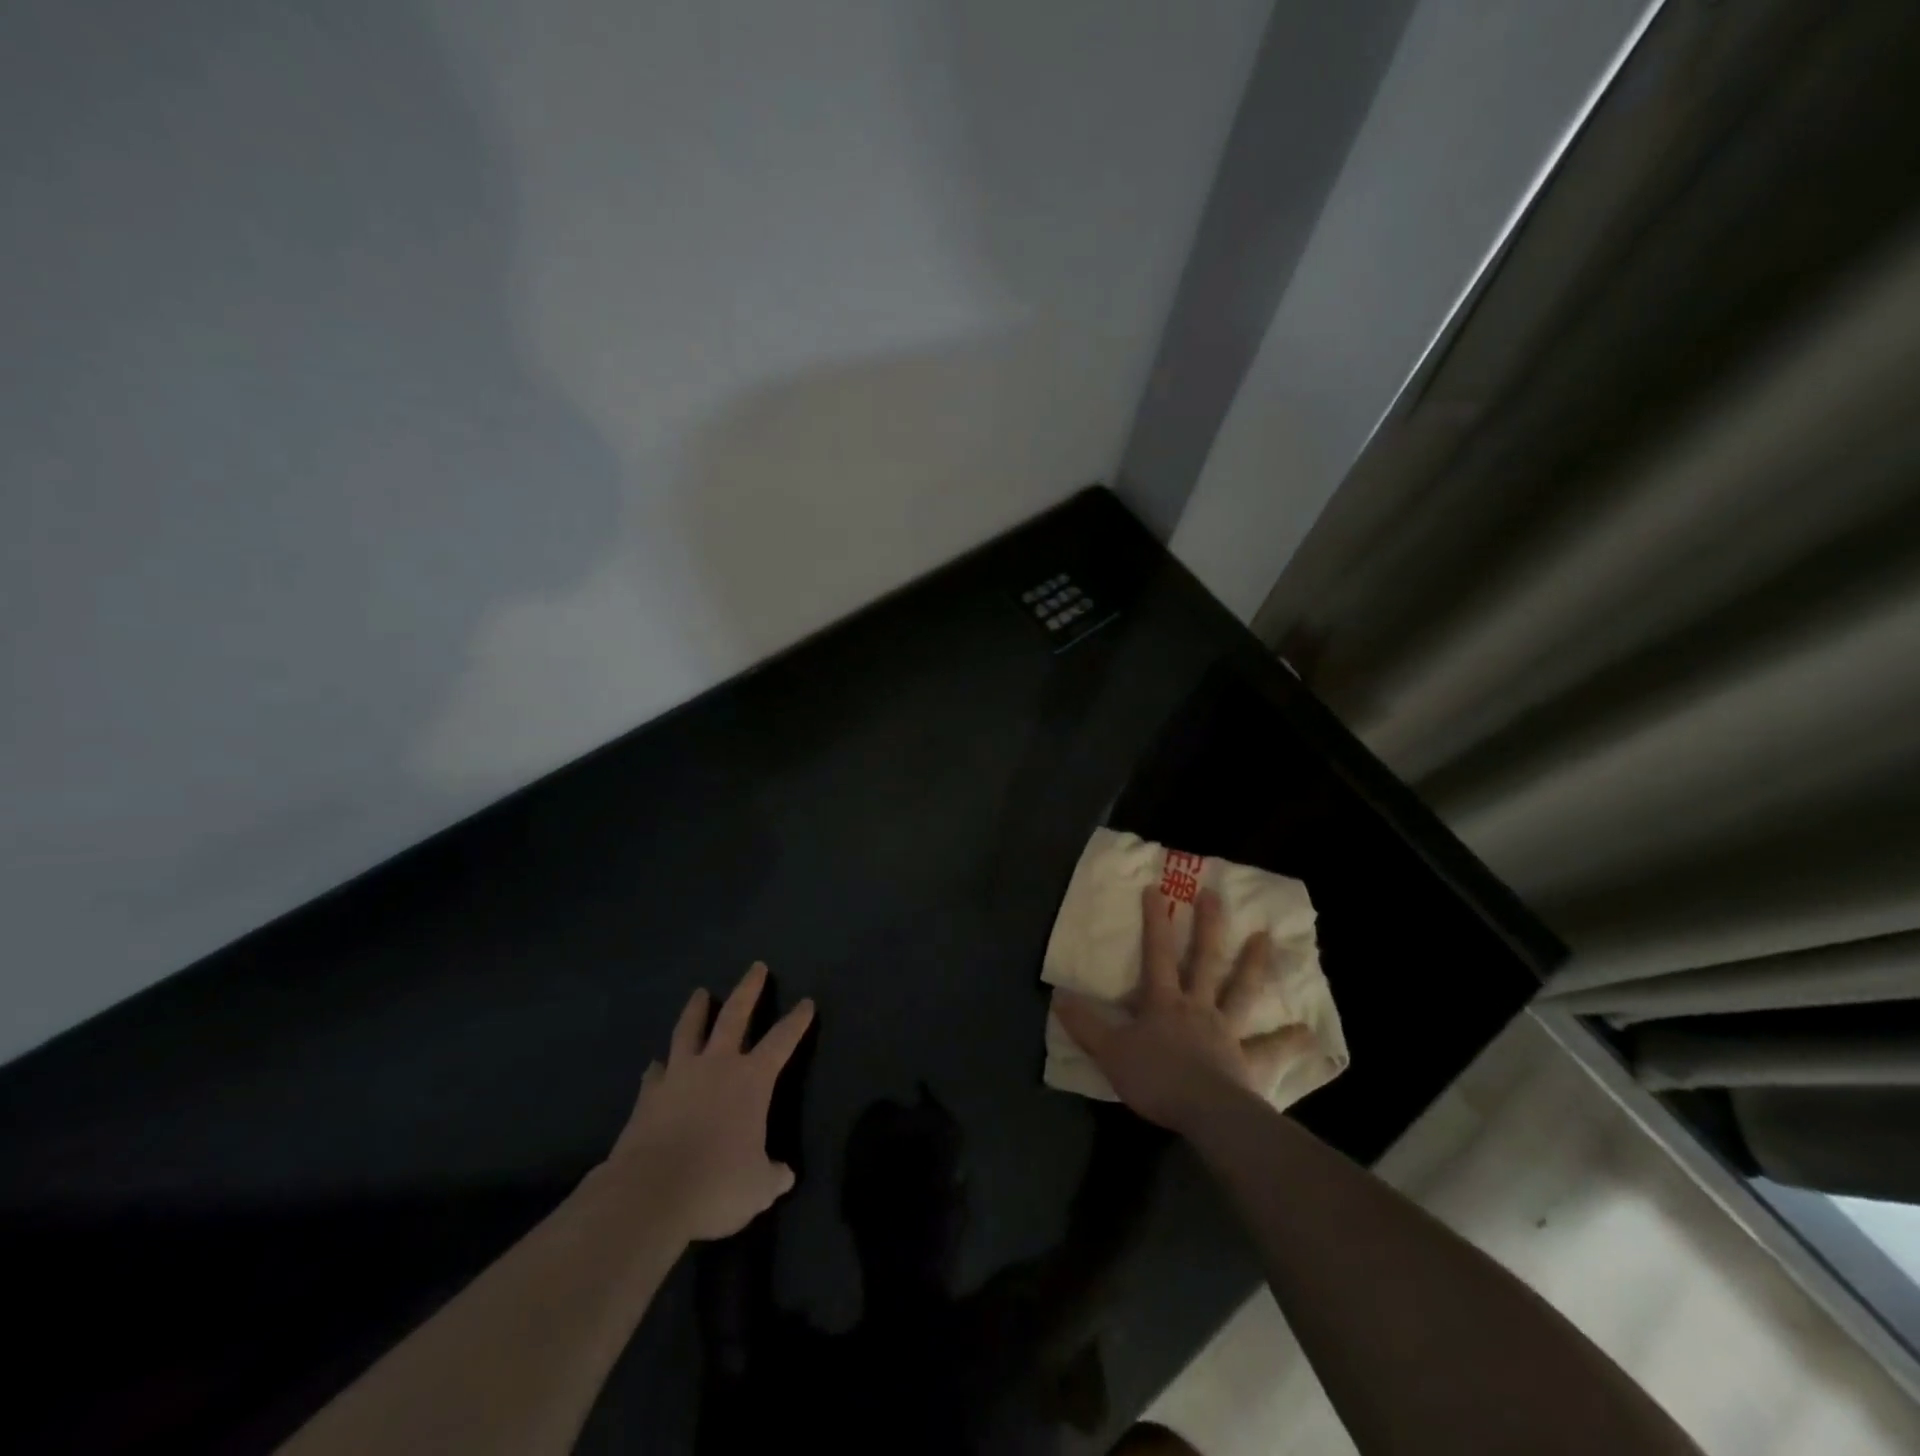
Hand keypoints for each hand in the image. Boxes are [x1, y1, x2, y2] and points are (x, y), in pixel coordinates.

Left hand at [603, 962, 813, 1242]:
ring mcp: (679, 1076)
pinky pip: (656, 1073)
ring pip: (689, 1030)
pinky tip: (657, 1065)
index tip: (806, 1002)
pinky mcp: (648, 1096)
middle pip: (736, 1015)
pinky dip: (660, 1067)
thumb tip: (783, 1174)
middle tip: (757, 967)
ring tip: (700, 993)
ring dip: (697, 1010)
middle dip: (749, 989)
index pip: (782, 1040)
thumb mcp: (758, 1188)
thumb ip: (772, 1175)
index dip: (797, 1021)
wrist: (649, 1193)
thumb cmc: (716, 1184)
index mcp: (752, 1080)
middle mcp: (717, 1065)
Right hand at [1056, 887, 1311, 1135]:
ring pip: (1242, 991)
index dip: (1156, 921)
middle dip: (1209, 926)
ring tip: (1266, 938)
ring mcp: (1227, 1032)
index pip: (1158, 954)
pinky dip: (1288, 1041)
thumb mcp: (1109, 1051)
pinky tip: (1307, 1033)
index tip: (1158, 889)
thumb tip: (1058, 996)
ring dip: (1254, 964)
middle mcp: (1198, 1008)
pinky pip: (1269, 1049)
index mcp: (1164, 1002)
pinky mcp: (1248, 1062)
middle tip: (1217, 895)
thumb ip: (1085, 1024)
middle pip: (1205, 960)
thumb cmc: (1156, 1079)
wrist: (1206, 1113)